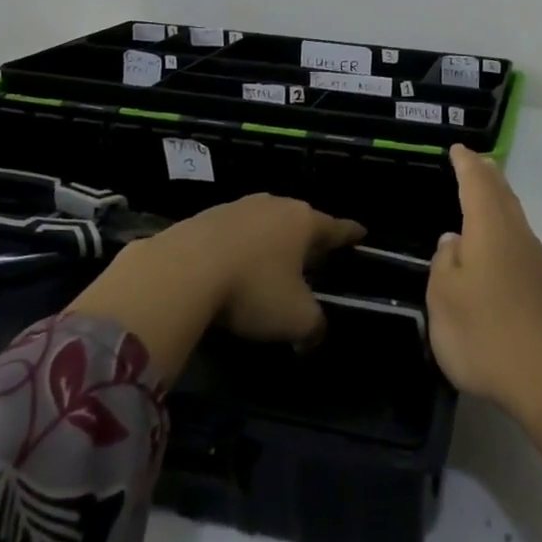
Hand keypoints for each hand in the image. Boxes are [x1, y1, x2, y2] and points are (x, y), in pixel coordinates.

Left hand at [151, 194, 364, 346]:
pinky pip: (230, 232)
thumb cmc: (252, 289)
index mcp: (303, 222)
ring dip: (268, 241)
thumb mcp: (295, 319)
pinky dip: (236, 247)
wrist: (180, 272)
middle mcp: (273, 205)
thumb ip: (314, 327)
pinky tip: (228, 267)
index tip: (362, 233)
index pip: (336, 227)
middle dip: (306, 236)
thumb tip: (313, 336)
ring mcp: (236, 207)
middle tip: (312, 254)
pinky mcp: (202, 217)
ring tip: (268, 262)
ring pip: (263, 222)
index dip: (351, 233)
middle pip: (298, 219)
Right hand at [428, 145, 541, 415]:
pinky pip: (528, 254)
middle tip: (477, 163)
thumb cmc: (488, 337)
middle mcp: (521, 239)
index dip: (466, 164)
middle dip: (489, 177)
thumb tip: (453, 241)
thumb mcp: (444, 302)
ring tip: (488, 206)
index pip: (476, 183)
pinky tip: (506, 265)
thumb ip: (444, 265)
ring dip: (502, 208)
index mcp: (490, 232)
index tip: (458, 149)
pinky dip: (512, 243)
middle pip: (504, 197)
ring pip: (519, 224)